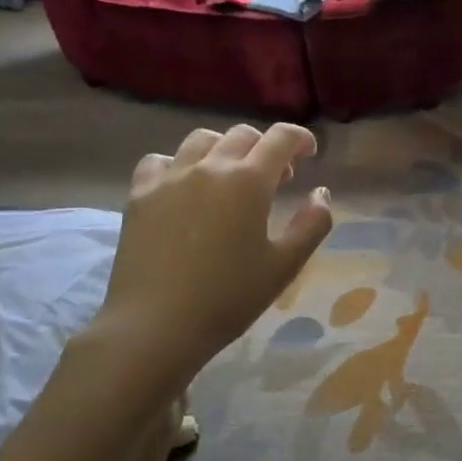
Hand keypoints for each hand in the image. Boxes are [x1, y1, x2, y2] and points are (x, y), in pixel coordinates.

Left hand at [92, 123, 333, 375]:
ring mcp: (170, 177)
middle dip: (266, 147)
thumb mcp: (285, 265)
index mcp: (249, 181)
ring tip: (230, 176)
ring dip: (225, 149)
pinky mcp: (140, 194)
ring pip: (202, 140)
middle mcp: (210, 167)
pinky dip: (180, 164)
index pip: (281, 138)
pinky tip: (185, 187)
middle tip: (277, 178)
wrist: (156, 325)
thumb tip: (322, 193)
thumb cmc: (229, 297)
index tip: (309, 154)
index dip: (300, 138)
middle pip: (243, 135)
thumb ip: (312, 224)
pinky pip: (161, 160)